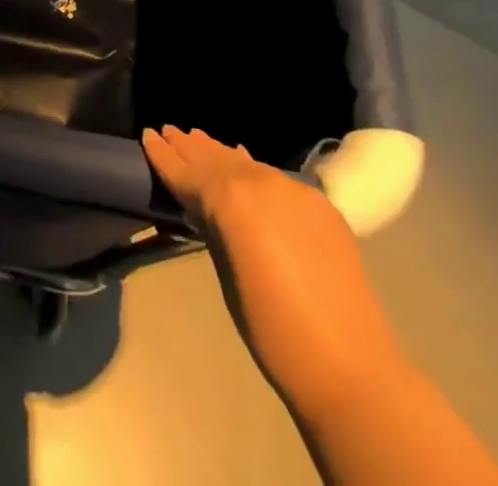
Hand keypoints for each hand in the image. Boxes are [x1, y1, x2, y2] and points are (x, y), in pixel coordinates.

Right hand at [143, 125, 406, 410]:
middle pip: (216, 160)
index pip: (188, 172)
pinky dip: (252, 169)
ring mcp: (293, 189)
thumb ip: (212, 229)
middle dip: (190, 147)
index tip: (147, 135)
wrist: (351, 367)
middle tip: (168, 130)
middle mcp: (260, 182)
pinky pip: (274, 177)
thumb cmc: (272, 331)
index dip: (164, 156)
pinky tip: (243, 162)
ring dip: (220, 153)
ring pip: (246, 163)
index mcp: (231, 199)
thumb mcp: (226, 276)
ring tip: (197, 138)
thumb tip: (202, 207)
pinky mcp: (319, 203)